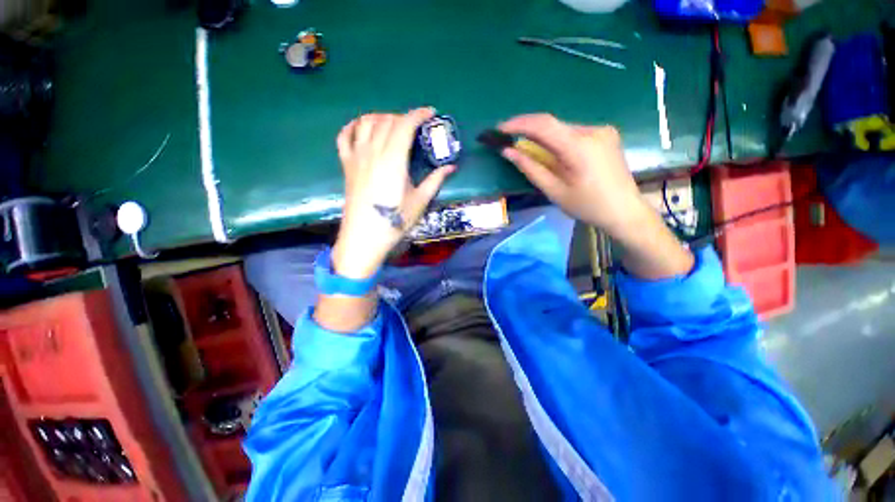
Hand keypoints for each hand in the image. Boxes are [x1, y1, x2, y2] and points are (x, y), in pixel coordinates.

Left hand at [332, 108, 455, 278]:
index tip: (430, 113)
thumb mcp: (420, 201)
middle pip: (387, 121)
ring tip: (393, 125)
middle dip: (404, 117)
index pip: (405, 125)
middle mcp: (373, 151)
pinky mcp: (346, 164)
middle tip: (416, 127)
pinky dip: (353, 126)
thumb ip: (435, 180)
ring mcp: (356, 156)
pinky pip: (344, 136)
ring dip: (382, 117)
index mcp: (393, 159)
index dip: (418, 114)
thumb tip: (452, 167)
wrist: (364, 236)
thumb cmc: (395, 220)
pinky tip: (362, 127)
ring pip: (366, 122)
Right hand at [498, 114, 650, 240]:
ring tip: (530, 151)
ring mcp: (602, 130)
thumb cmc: (587, 206)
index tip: (500, 129)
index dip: (519, 124)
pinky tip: (554, 154)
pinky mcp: (606, 134)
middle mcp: (592, 131)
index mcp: (579, 147)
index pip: (543, 125)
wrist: (625, 210)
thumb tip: (508, 151)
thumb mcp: (554, 190)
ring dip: (543, 137)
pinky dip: (558, 140)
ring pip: (563, 128)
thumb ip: (530, 168)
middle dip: (528, 131)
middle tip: (510, 141)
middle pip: (553, 124)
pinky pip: (574, 132)